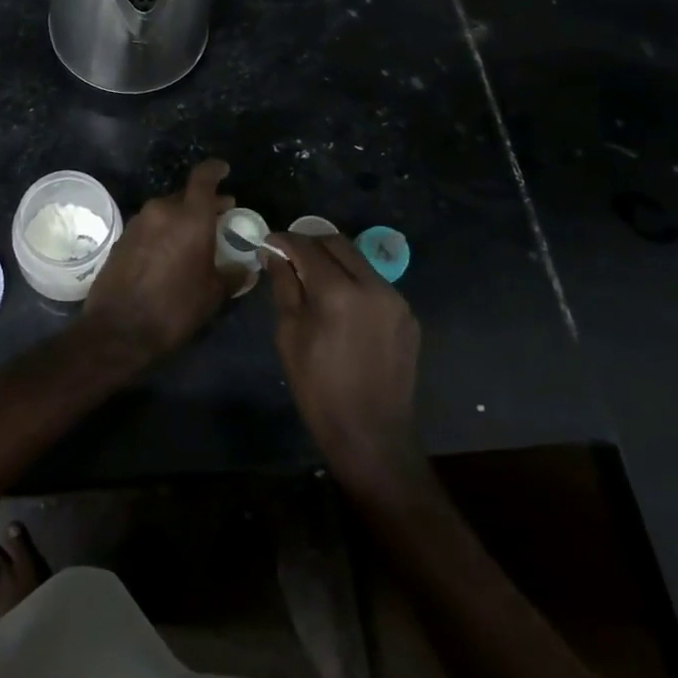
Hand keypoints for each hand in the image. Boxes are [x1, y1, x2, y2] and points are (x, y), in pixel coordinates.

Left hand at [83, 159, 233, 365]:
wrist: (118, 329)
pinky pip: (151, 224)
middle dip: (203, 202)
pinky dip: (164, 230)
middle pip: (186, 195)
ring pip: (166, 209)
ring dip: (182, 217)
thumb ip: (232, 275)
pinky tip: (170, 252)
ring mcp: (138, 222)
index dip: (215, 169)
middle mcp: (162, 210)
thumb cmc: (174, 309)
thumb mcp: (213, 295)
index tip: (225, 170)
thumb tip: (245, 269)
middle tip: (219, 216)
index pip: (203, 177)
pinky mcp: (122, 237)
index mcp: (190, 217)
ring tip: (195, 237)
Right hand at [263, 232, 425, 496]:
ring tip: (313, 278)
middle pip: (337, 243)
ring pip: (358, 260)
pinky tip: (341, 303)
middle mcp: (372, 285)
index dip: (284, 241)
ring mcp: (396, 300)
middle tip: (289, 257)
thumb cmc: (319, 389)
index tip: (269, 244)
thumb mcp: (289, 335)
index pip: (307, 247)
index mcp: (339, 292)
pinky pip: (375, 283)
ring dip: (333, 260)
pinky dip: (353, 281)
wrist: (372, 437)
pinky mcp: (408, 316)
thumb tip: (274, 254)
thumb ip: (284, 286)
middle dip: (310, 243)